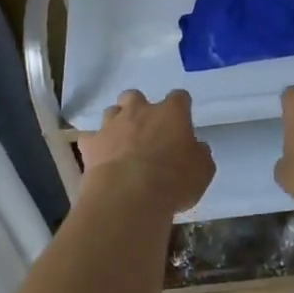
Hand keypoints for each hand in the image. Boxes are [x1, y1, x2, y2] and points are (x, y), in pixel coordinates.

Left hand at [78, 89, 214, 214]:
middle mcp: (139, 111)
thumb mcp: (203, 171)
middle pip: (135, 96)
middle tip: (145, 128)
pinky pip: (91, 138)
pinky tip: (100, 159)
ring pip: (111, 112)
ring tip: (122, 143)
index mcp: (171, 113)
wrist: (128, 196)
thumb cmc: (173, 181)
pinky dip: (96, 146)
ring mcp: (111, 125)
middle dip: (139, 108)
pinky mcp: (90, 144)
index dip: (180, 107)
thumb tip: (196, 147)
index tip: (182, 120)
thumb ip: (199, 154)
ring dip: (117, 123)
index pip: (179, 97)